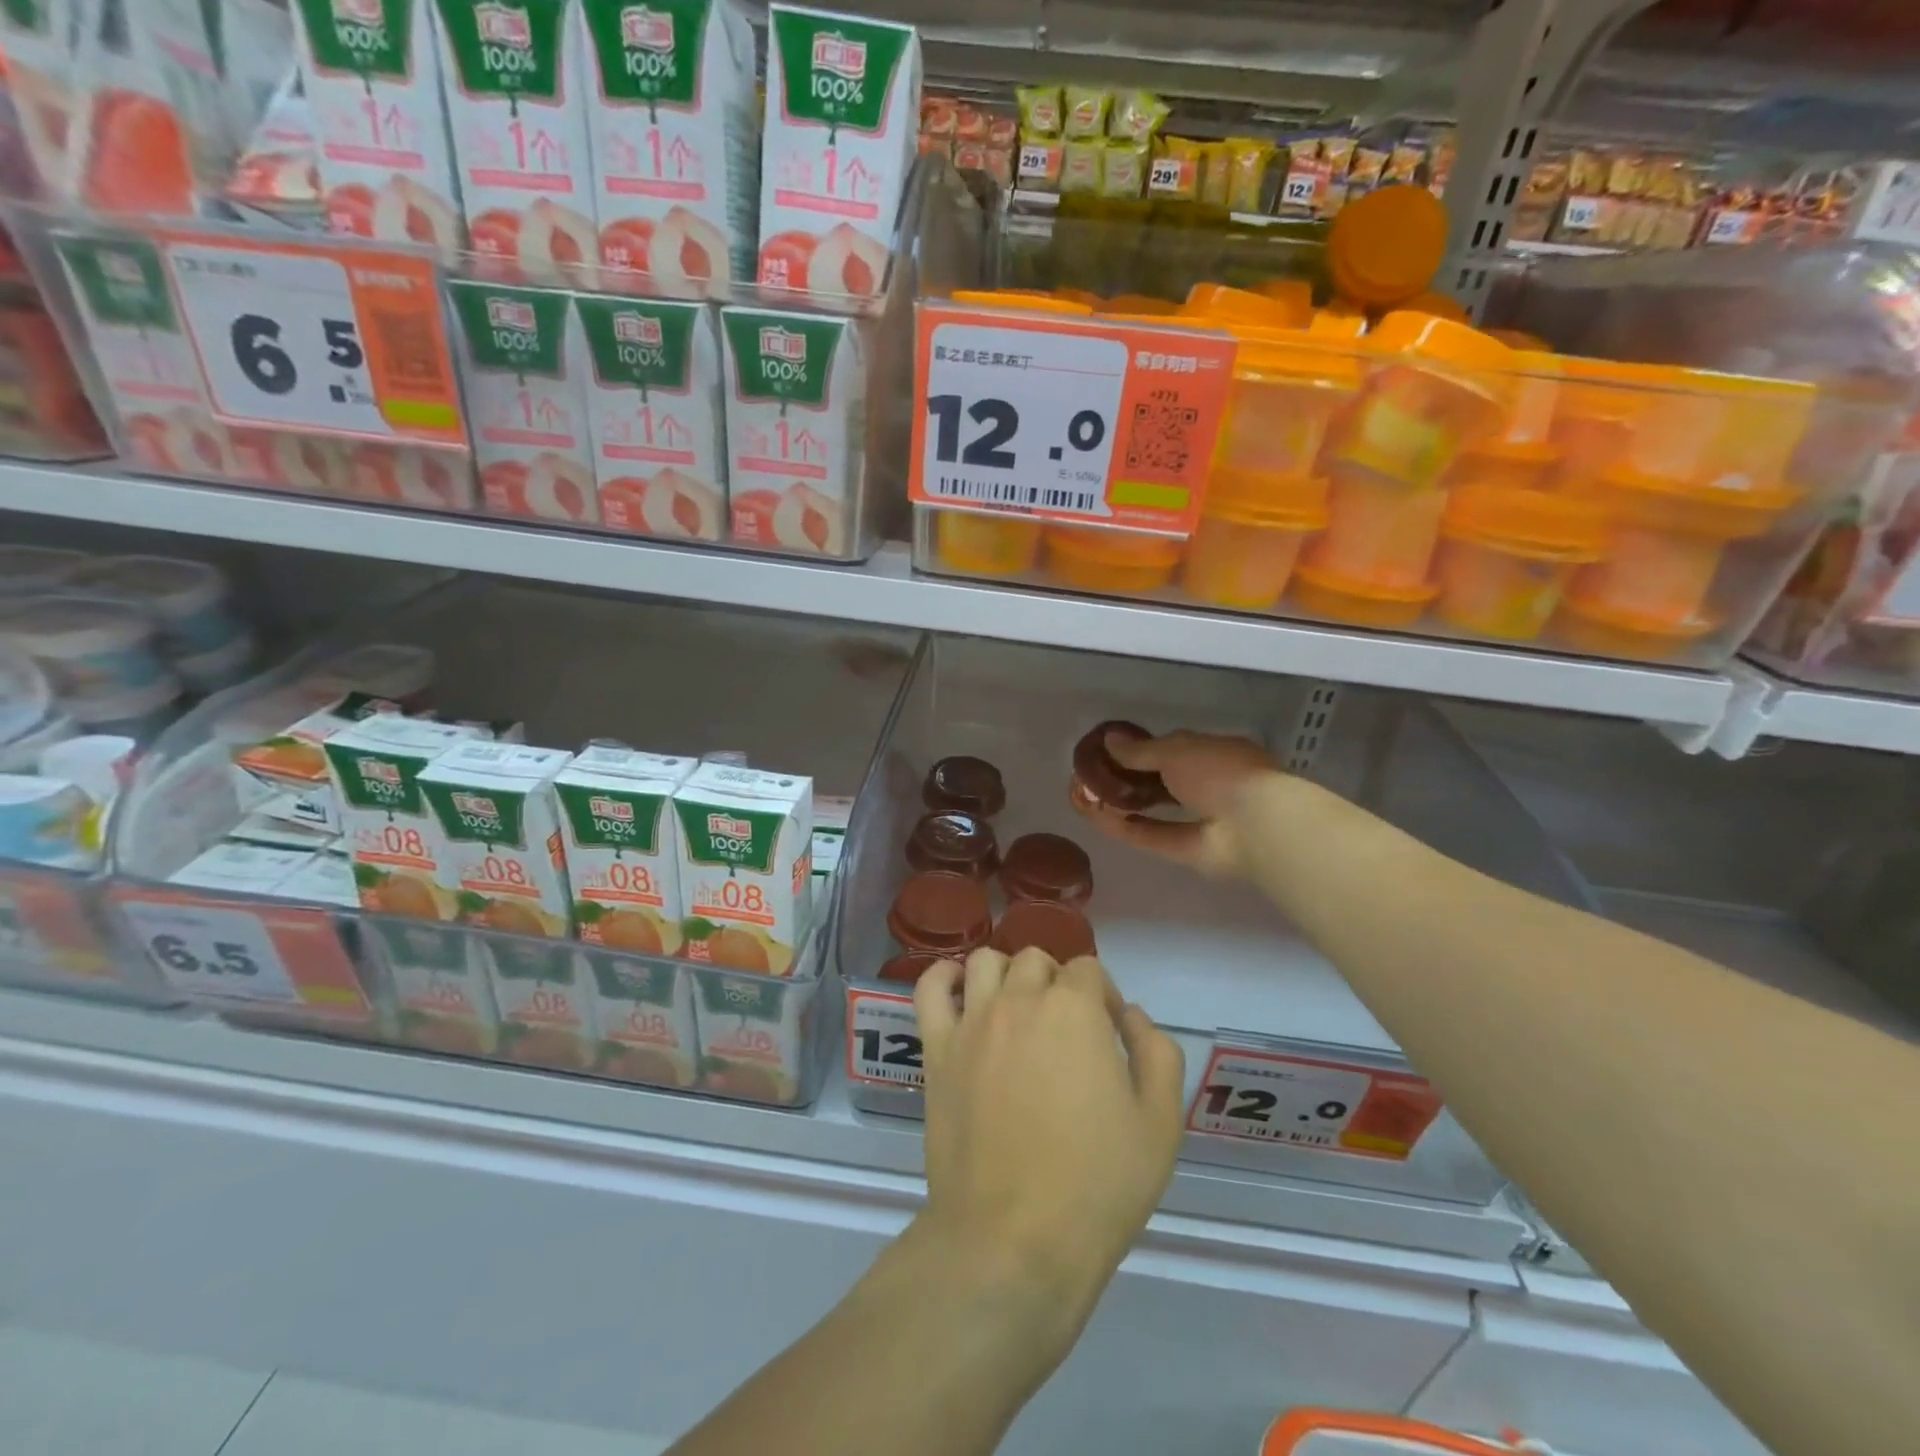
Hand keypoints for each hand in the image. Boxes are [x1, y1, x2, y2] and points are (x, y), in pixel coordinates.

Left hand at [912, 948, 1184, 1330]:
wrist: (1014, 1240)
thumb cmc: (1097, 1185)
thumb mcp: (1159, 1124)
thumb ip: (1156, 1053)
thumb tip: (1132, 1016)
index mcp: (1074, 1010)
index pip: (1088, 969)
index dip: (1104, 997)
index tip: (1110, 1036)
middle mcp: (1019, 1000)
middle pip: (1037, 961)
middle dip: (1058, 983)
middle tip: (1067, 1032)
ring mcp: (972, 1022)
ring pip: (985, 961)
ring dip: (1006, 975)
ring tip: (1018, 1012)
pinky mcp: (936, 1049)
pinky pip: (929, 989)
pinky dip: (943, 978)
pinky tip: (961, 994)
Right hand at [1071, 728, 1279, 877]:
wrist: (1255, 826)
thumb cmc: (1220, 772)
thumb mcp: (1176, 749)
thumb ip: (1140, 750)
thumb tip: (1108, 740)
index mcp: (1216, 754)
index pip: (1176, 748)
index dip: (1144, 749)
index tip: (1112, 750)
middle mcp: (1211, 786)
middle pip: (1163, 781)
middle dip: (1129, 778)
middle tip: (1093, 774)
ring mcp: (1201, 821)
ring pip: (1155, 810)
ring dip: (1123, 803)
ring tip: (1087, 795)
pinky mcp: (1189, 851)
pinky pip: (1152, 836)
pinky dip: (1125, 828)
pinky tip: (1096, 818)